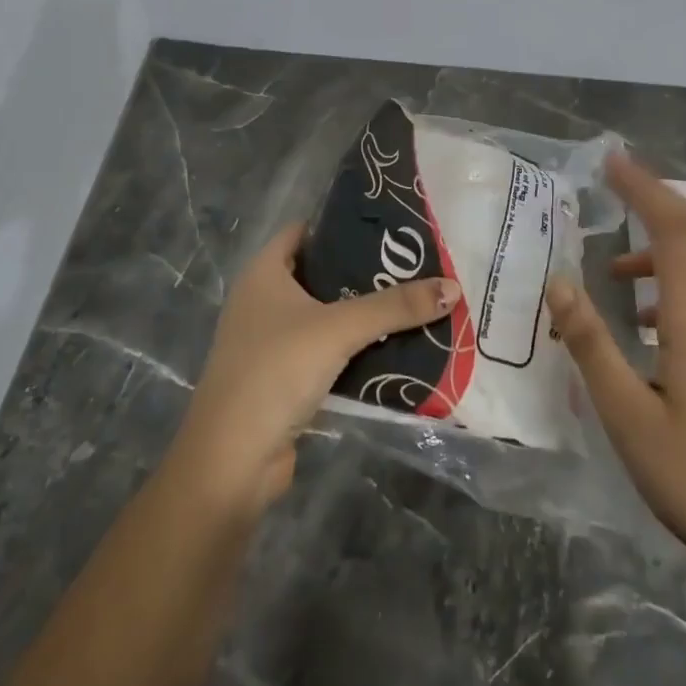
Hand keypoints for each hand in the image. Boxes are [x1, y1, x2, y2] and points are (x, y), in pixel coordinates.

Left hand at [169, 223, 458, 515]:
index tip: (389, 227)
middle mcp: (262, 301)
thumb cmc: (276, 371)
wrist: (232, 460)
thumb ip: (395, 306)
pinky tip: (394, 349)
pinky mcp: (283, 379)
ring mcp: (270, 342)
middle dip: (364, 272)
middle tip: (414, 266)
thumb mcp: (339, 329)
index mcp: (263, 274)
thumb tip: (454, 287)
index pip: (305, 231)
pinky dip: (354, 350)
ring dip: (363, 314)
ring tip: (413, 302)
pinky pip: (326, 352)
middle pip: (320, 274)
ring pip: (326, 316)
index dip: (343, 225)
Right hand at [545, 154, 685, 566]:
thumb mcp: (622, 410)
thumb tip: (558, 282)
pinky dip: (672, 277)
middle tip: (614, 182)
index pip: (674, 231)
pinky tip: (641, 313)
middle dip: (657, 198)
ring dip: (663, 241)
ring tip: (613, 263)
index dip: (645, 189)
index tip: (611, 162)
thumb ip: (589, 342)